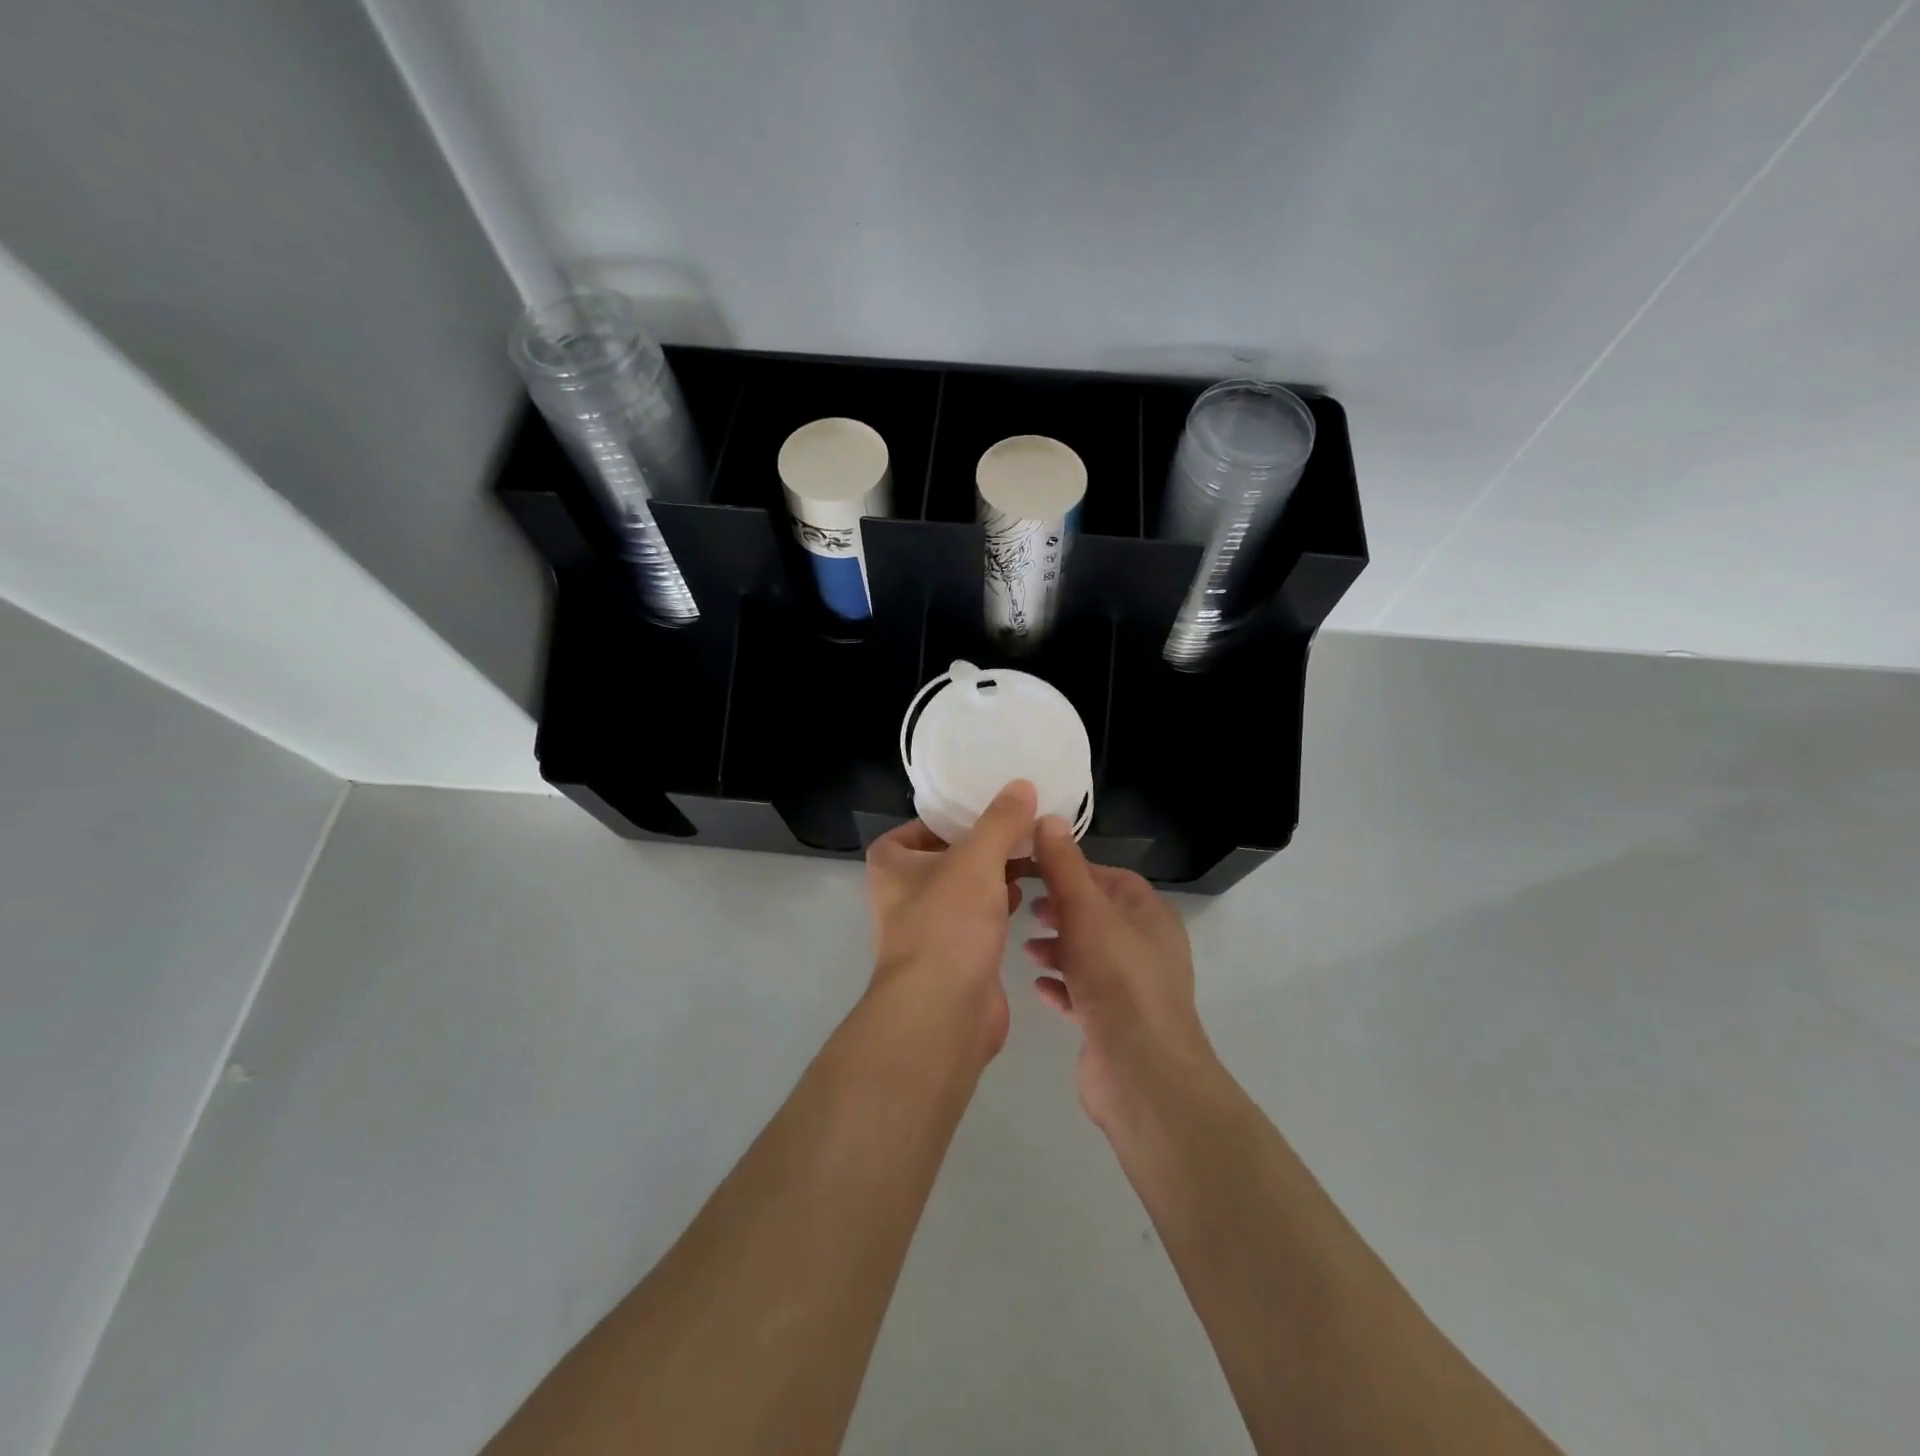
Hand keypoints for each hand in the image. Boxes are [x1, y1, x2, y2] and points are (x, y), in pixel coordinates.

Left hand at [866, 781, 1037, 1063]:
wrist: (942, 1013)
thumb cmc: (948, 924)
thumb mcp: (977, 860)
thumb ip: (1000, 821)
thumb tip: (1021, 785)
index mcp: (893, 862)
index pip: (925, 824)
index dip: (960, 813)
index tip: (998, 804)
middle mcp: (904, 891)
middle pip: (951, 853)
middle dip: (988, 843)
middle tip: (1027, 826)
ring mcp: (929, 925)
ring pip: (968, 886)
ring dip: (998, 873)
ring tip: (1035, 853)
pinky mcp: (955, 954)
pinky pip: (980, 917)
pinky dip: (1001, 903)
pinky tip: (1030, 894)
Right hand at [1025, 817, 1216, 1131]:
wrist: (1142, 1075)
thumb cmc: (1117, 980)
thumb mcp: (1086, 912)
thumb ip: (1064, 867)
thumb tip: (1048, 817)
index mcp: (1149, 916)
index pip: (1111, 877)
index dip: (1073, 869)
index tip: (1034, 868)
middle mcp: (1146, 948)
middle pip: (1098, 915)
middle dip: (1061, 908)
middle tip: (1025, 907)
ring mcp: (1132, 989)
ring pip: (1089, 954)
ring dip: (1057, 947)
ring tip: (1025, 948)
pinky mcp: (1114, 1024)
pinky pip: (1083, 993)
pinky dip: (1061, 985)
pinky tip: (1037, 987)